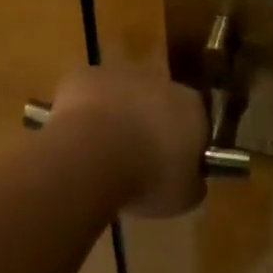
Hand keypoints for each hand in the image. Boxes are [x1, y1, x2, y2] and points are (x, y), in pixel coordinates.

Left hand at [47, 65, 207, 217]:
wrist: (93, 154)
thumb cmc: (148, 178)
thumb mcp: (183, 197)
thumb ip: (192, 184)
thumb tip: (192, 181)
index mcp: (191, 107)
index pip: (196, 122)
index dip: (184, 146)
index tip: (172, 170)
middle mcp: (159, 81)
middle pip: (158, 102)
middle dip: (149, 126)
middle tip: (136, 162)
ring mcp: (120, 74)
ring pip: (122, 95)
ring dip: (117, 117)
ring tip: (102, 155)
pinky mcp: (85, 75)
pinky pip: (88, 95)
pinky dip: (83, 114)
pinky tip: (77, 141)